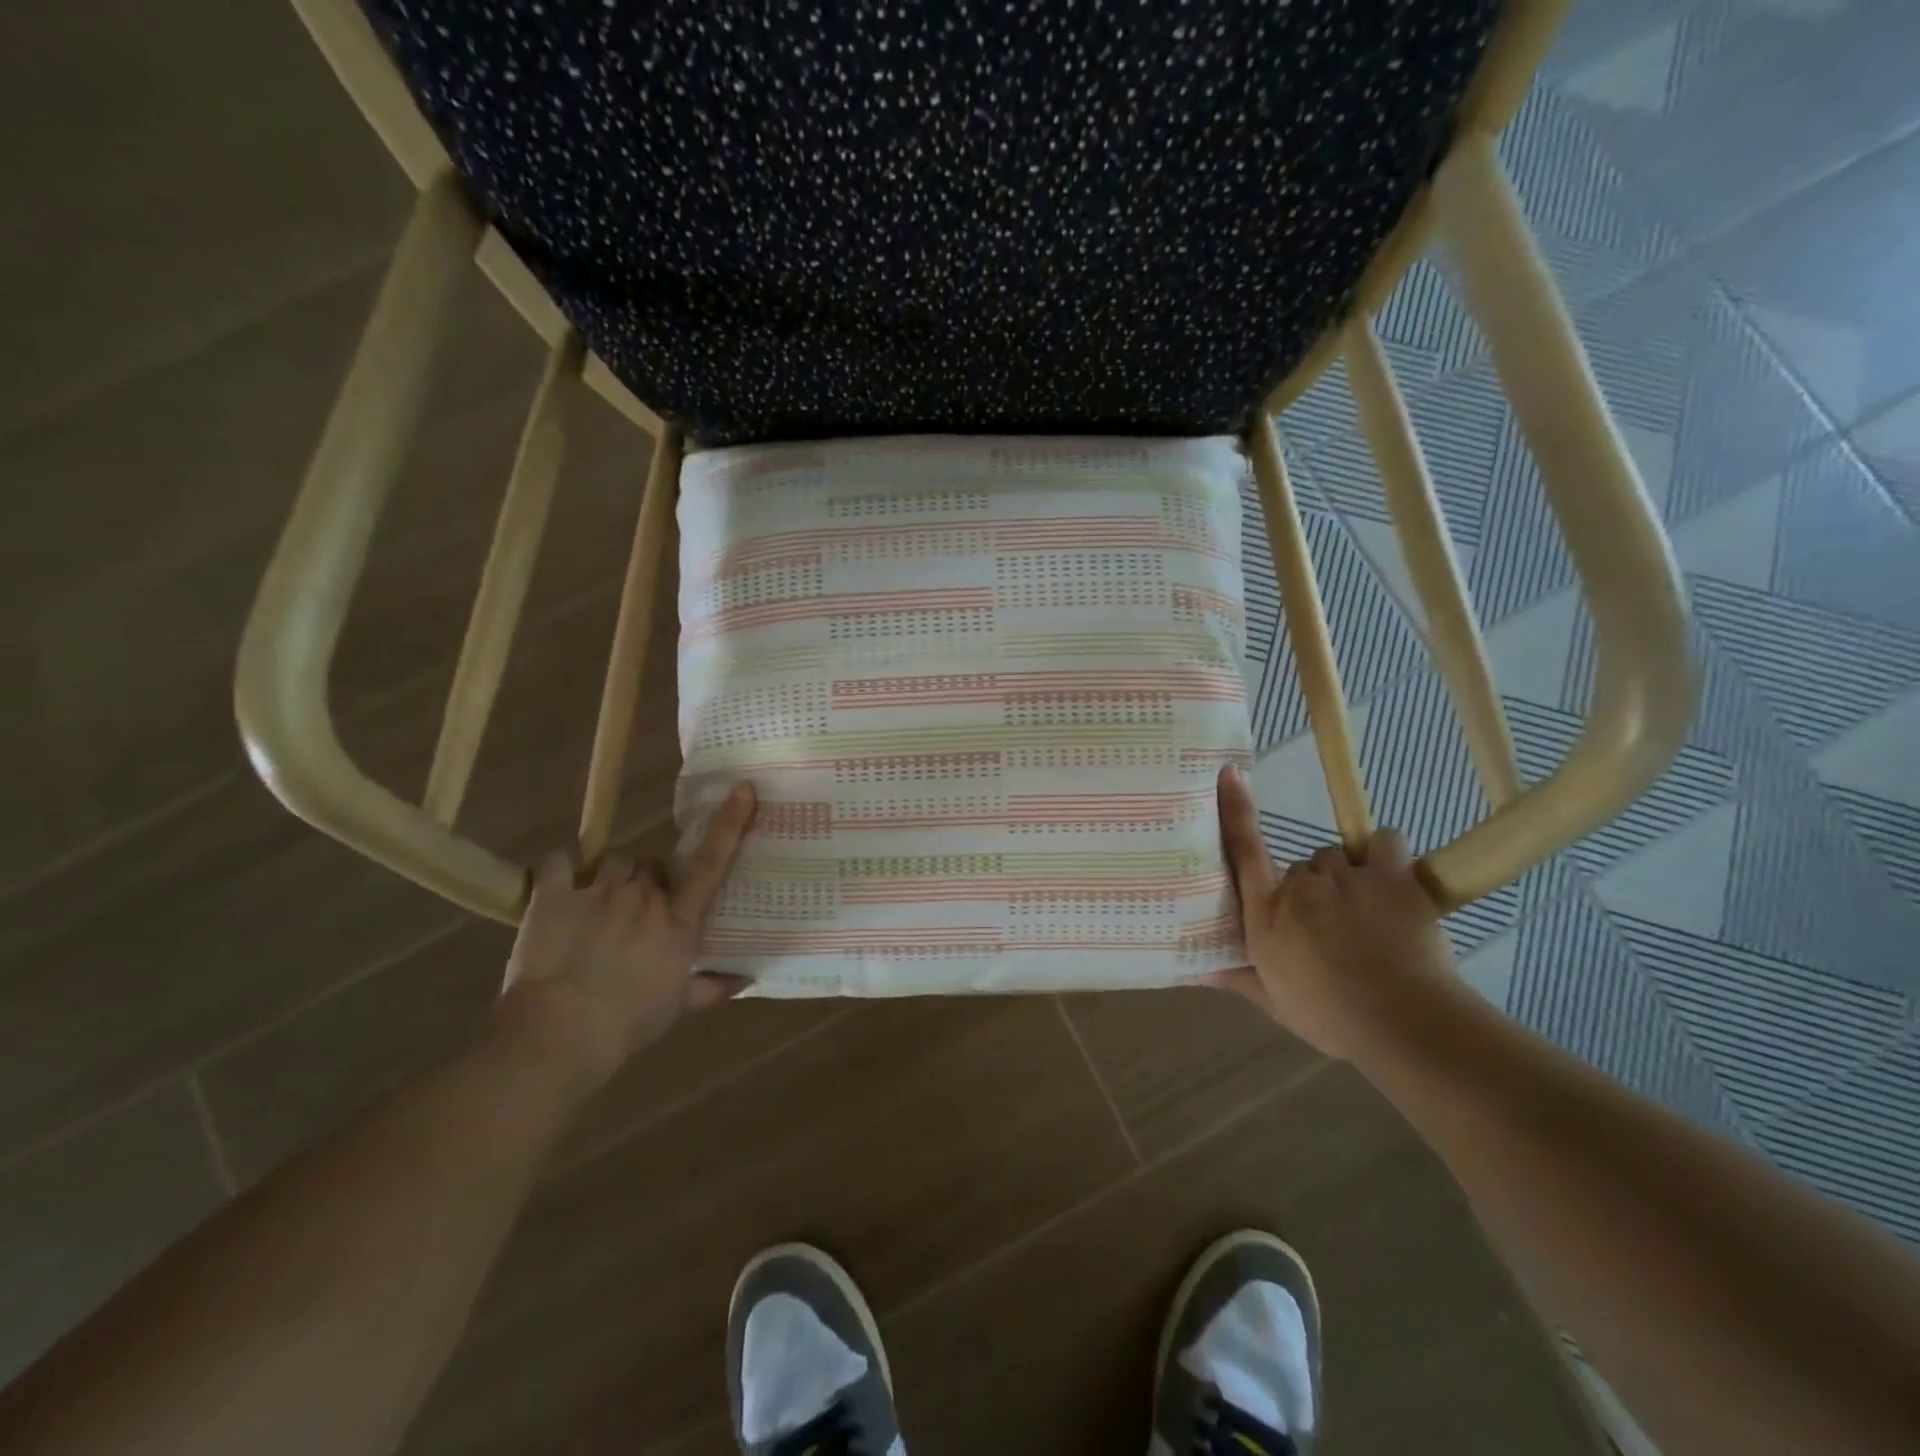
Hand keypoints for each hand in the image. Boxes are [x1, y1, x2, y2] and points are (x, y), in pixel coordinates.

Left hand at [497, 782, 757, 1087]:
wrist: (559, 1032)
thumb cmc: (628, 1023)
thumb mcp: (677, 1008)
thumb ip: (712, 987)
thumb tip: (747, 979)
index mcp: (678, 921)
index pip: (711, 864)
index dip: (729, 824)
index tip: (743, 789)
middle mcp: (644, 897)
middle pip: (653, 866)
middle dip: (649, 882)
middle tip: (638, 911)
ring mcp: (599, 891)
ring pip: (615, 861)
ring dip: (613, 877)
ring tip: (600, 904)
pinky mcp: (555, 895)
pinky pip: (561, 861)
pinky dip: (563, 867)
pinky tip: (562, 880)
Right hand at [1206, 766, 1459, 1058]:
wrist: (1403, 1020)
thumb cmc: (1331, 1016)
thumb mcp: (1275, 1003)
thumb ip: (1237, 978)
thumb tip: (1194, 972)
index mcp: (1266, 914)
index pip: (1243, 850)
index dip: (1235, 809)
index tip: (1230, 773)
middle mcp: (1299, 886)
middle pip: (1301, 866)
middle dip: (1314, 888)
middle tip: (1333, 922)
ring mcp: (1345, 876)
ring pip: (1340, 856)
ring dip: (1349, 875)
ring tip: (1368, 908)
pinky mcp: (1389, 875)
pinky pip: (1385, 841)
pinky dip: (1386, 854)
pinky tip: (1393, 877)